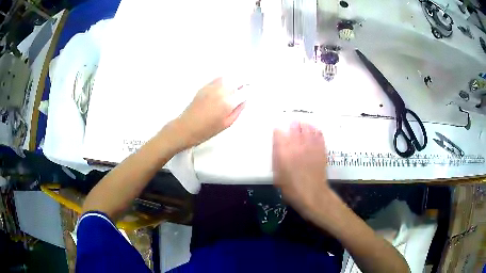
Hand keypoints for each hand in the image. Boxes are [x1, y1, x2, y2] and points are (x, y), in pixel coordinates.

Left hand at [171, 77, 244, 149]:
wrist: (186, 127)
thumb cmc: (206, 130)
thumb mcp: (226, 124)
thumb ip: (238, 110)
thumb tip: (244, 100)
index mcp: (228, 103)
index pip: (245, 91)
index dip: (250, 90)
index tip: (252, 91)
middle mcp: (221, 91)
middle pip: (238, 80)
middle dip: (245, 81)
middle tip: (249, 84)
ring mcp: (212, 87)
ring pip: (229, 77)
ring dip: (236, 78)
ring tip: (239, 83)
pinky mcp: (205, 86)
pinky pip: (219, 78)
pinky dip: (226, 78)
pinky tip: (227, 83)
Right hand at [272, 121, 328, 218]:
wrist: (311, 194)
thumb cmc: (291, 188)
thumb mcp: (277, 175)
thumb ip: (277, 158)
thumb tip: (278, 146)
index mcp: (283, 152)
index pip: (279, 133)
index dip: (278, 132)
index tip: (278, 132)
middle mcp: (297, 145)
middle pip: (294, 127)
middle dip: (292, 125)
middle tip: (292, 124)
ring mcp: (310, 146)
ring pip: (307, 128)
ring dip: (304, 125)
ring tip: (303, 125)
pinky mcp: (321, 149)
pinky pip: (319, 135)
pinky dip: (316, 131)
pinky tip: (314, 130)